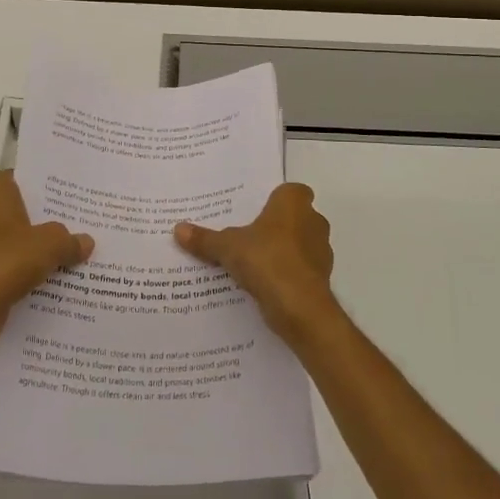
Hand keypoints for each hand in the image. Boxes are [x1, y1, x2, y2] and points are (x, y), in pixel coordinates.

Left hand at [0, 171, 92, 349]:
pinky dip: (29, 265)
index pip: (20, 175)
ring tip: (74, 245)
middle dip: (47, 214)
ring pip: (17, 236)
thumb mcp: (50, 245)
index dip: (42, 180)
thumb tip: (86, 242)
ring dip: (39, 243)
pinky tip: (56, 273)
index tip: (67, 188)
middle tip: (79, 216)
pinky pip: (11, 260)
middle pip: (21, 207)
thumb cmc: (6, 262)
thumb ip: (70, 240)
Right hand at [174, 183, 336, 342]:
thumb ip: (205, 238)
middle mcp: (313, 220)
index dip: (274, 199)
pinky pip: (299, 269)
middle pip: (293, 217)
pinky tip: (264, 284)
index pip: (290, 191)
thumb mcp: (227, 247)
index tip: (254, 211)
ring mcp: (320, 250)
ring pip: (298, 244)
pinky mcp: (321, 277)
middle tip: (246, 235)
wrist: (299, 307)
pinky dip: (286, 274)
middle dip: (275, 226)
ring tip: (251, 262)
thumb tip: (178, 229)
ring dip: (281, 251)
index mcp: (294, 203)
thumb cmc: (266, 260)